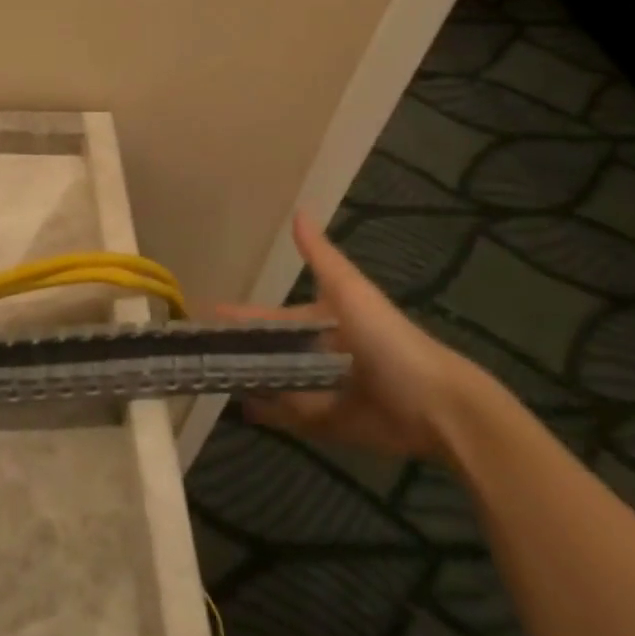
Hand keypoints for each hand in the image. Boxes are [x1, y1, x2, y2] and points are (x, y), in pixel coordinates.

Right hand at [215, 213, 486, 459]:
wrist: (434, 403)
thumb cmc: (387, 339)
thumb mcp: (350, 291)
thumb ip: (321, 257)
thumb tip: (298, 211)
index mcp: (320, 323)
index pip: (270, 318)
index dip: (241, 316)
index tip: (206, 314)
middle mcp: (317, 355)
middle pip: (269, 353)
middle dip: (240, 352)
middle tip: (200, 352)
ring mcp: (320, 391)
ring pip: (274, 383)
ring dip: (249, 380)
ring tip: (212, 377)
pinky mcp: (327, 424)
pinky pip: (290, 418)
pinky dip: (268, 414)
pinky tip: (241, 408)